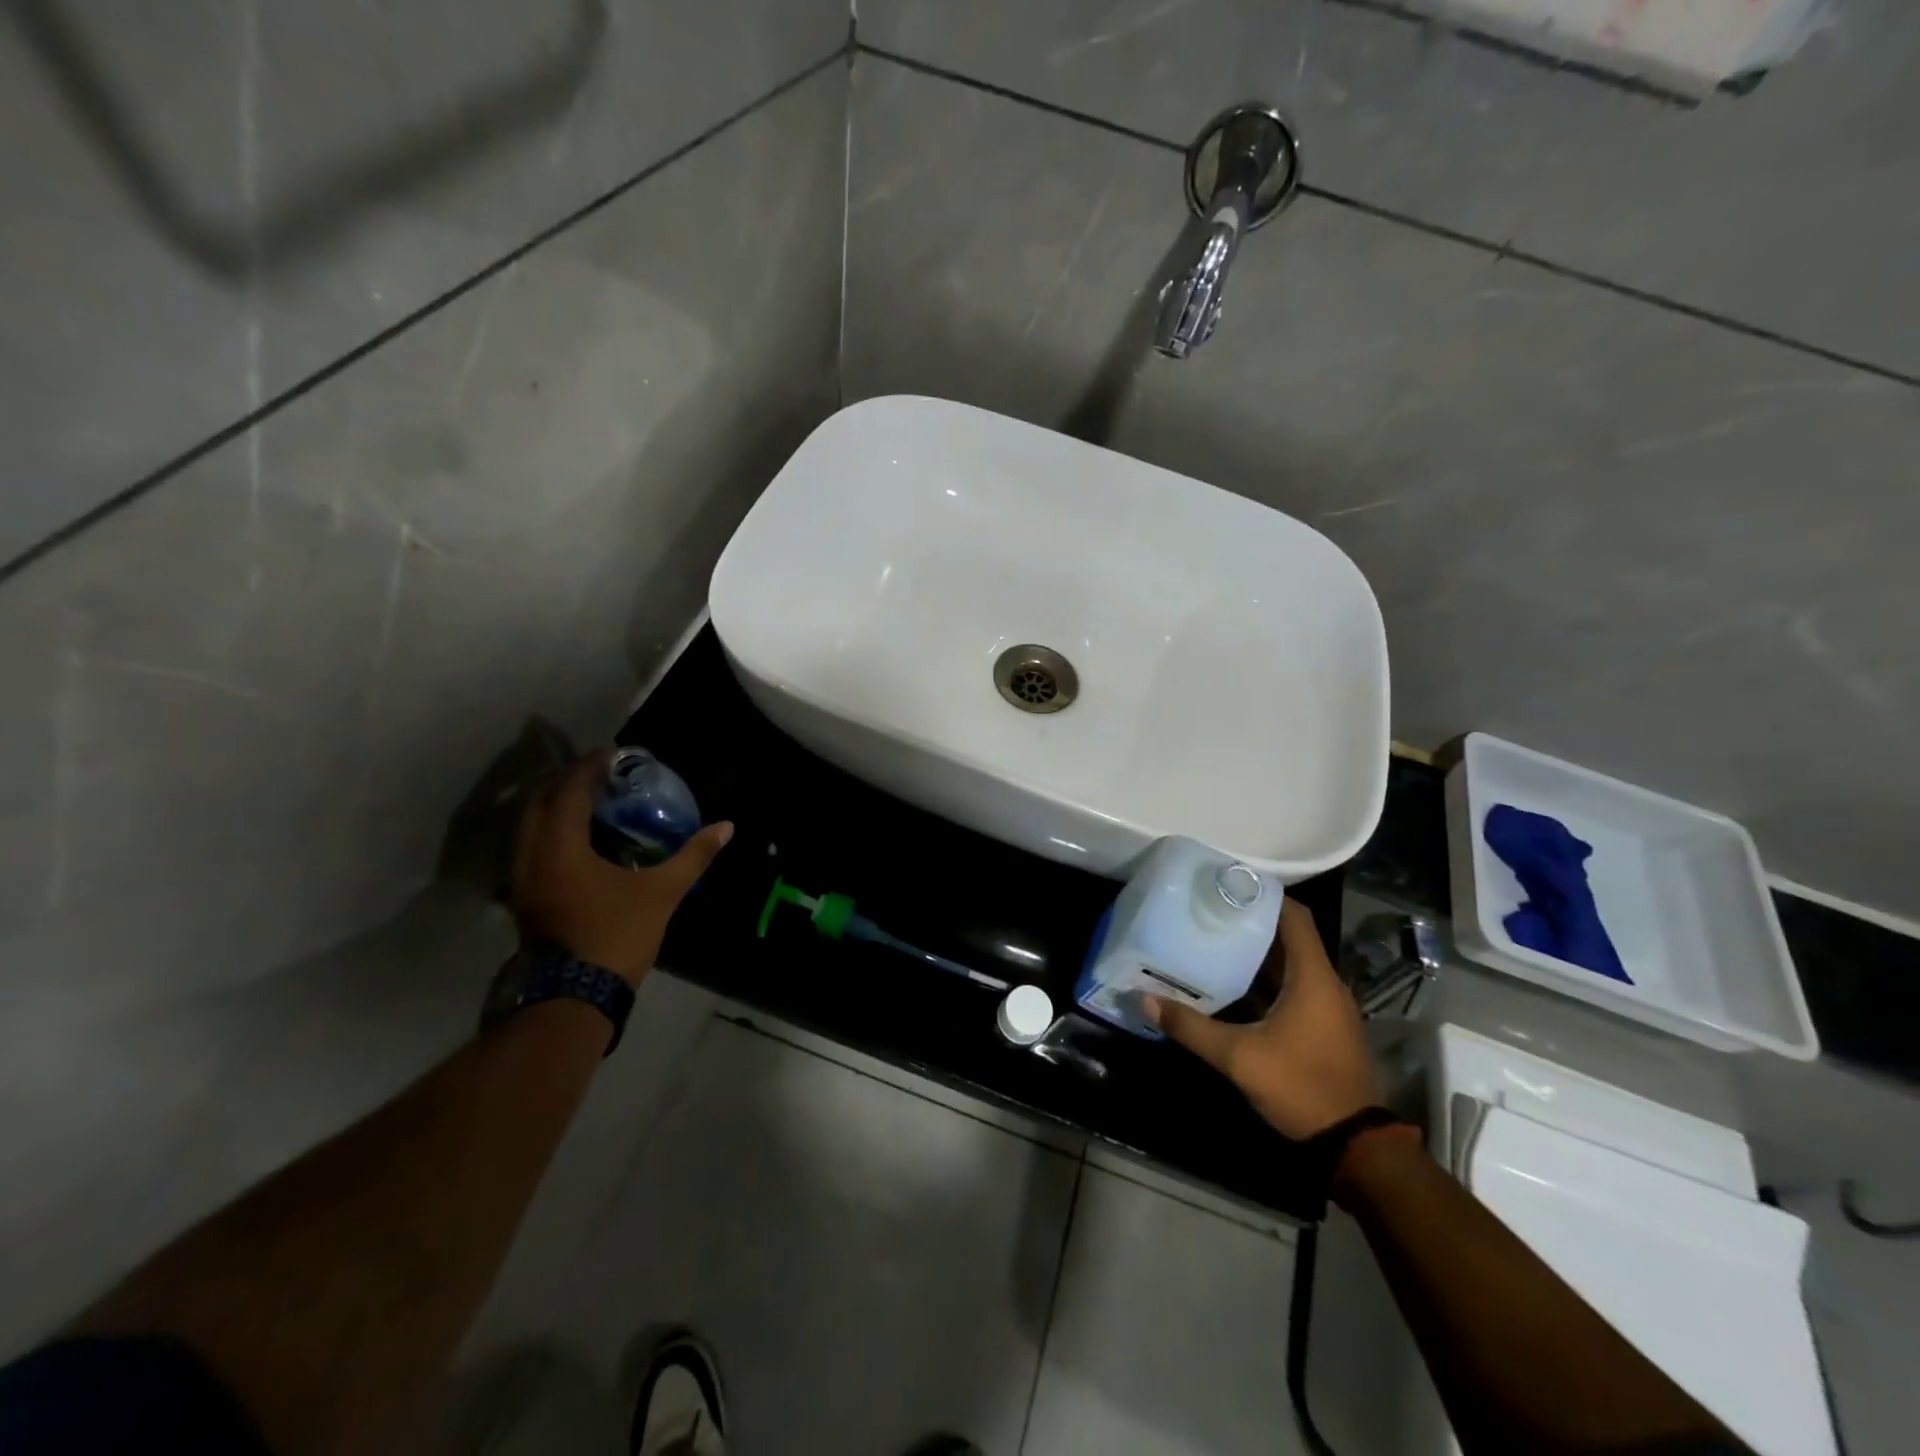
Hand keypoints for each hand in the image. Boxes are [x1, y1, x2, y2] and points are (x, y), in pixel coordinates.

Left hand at [510, 749, 732, 984]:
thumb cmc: (617, 936)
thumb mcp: (662, 892)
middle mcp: (531, 856)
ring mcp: (522, 881)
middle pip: (539, 802)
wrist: (575, 998)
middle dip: (568, 782)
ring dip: (555, 807)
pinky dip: (551, 832)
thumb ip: (693, 856)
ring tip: (589, 801)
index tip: (614, 754)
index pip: (569, 791)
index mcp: (560, 848)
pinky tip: (578, 841)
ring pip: (529, 827)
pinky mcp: (524, 899)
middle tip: (601, 774)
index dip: (590, 767)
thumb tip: (726, 827)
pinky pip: (530, 848)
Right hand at [1146, 898, 1379, 1140]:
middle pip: (1288, 937)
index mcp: (1312, 977)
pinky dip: (1265, 980)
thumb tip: (1145, 1000)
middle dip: (1250, 922)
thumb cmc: (1301, 1086)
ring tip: (1212, 940)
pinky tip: (1231, 985)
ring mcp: (1326, 1007)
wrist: (1354, 1144)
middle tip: (1208, 912)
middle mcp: (1324, 983)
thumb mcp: (1239, 1057)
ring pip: (1289, 964)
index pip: (1294, 916)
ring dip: (1256, 953)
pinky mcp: (1322, 1027)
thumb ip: (1191, 1027)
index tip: (1228, 885)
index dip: (1265, 896)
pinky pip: (1292, 988)